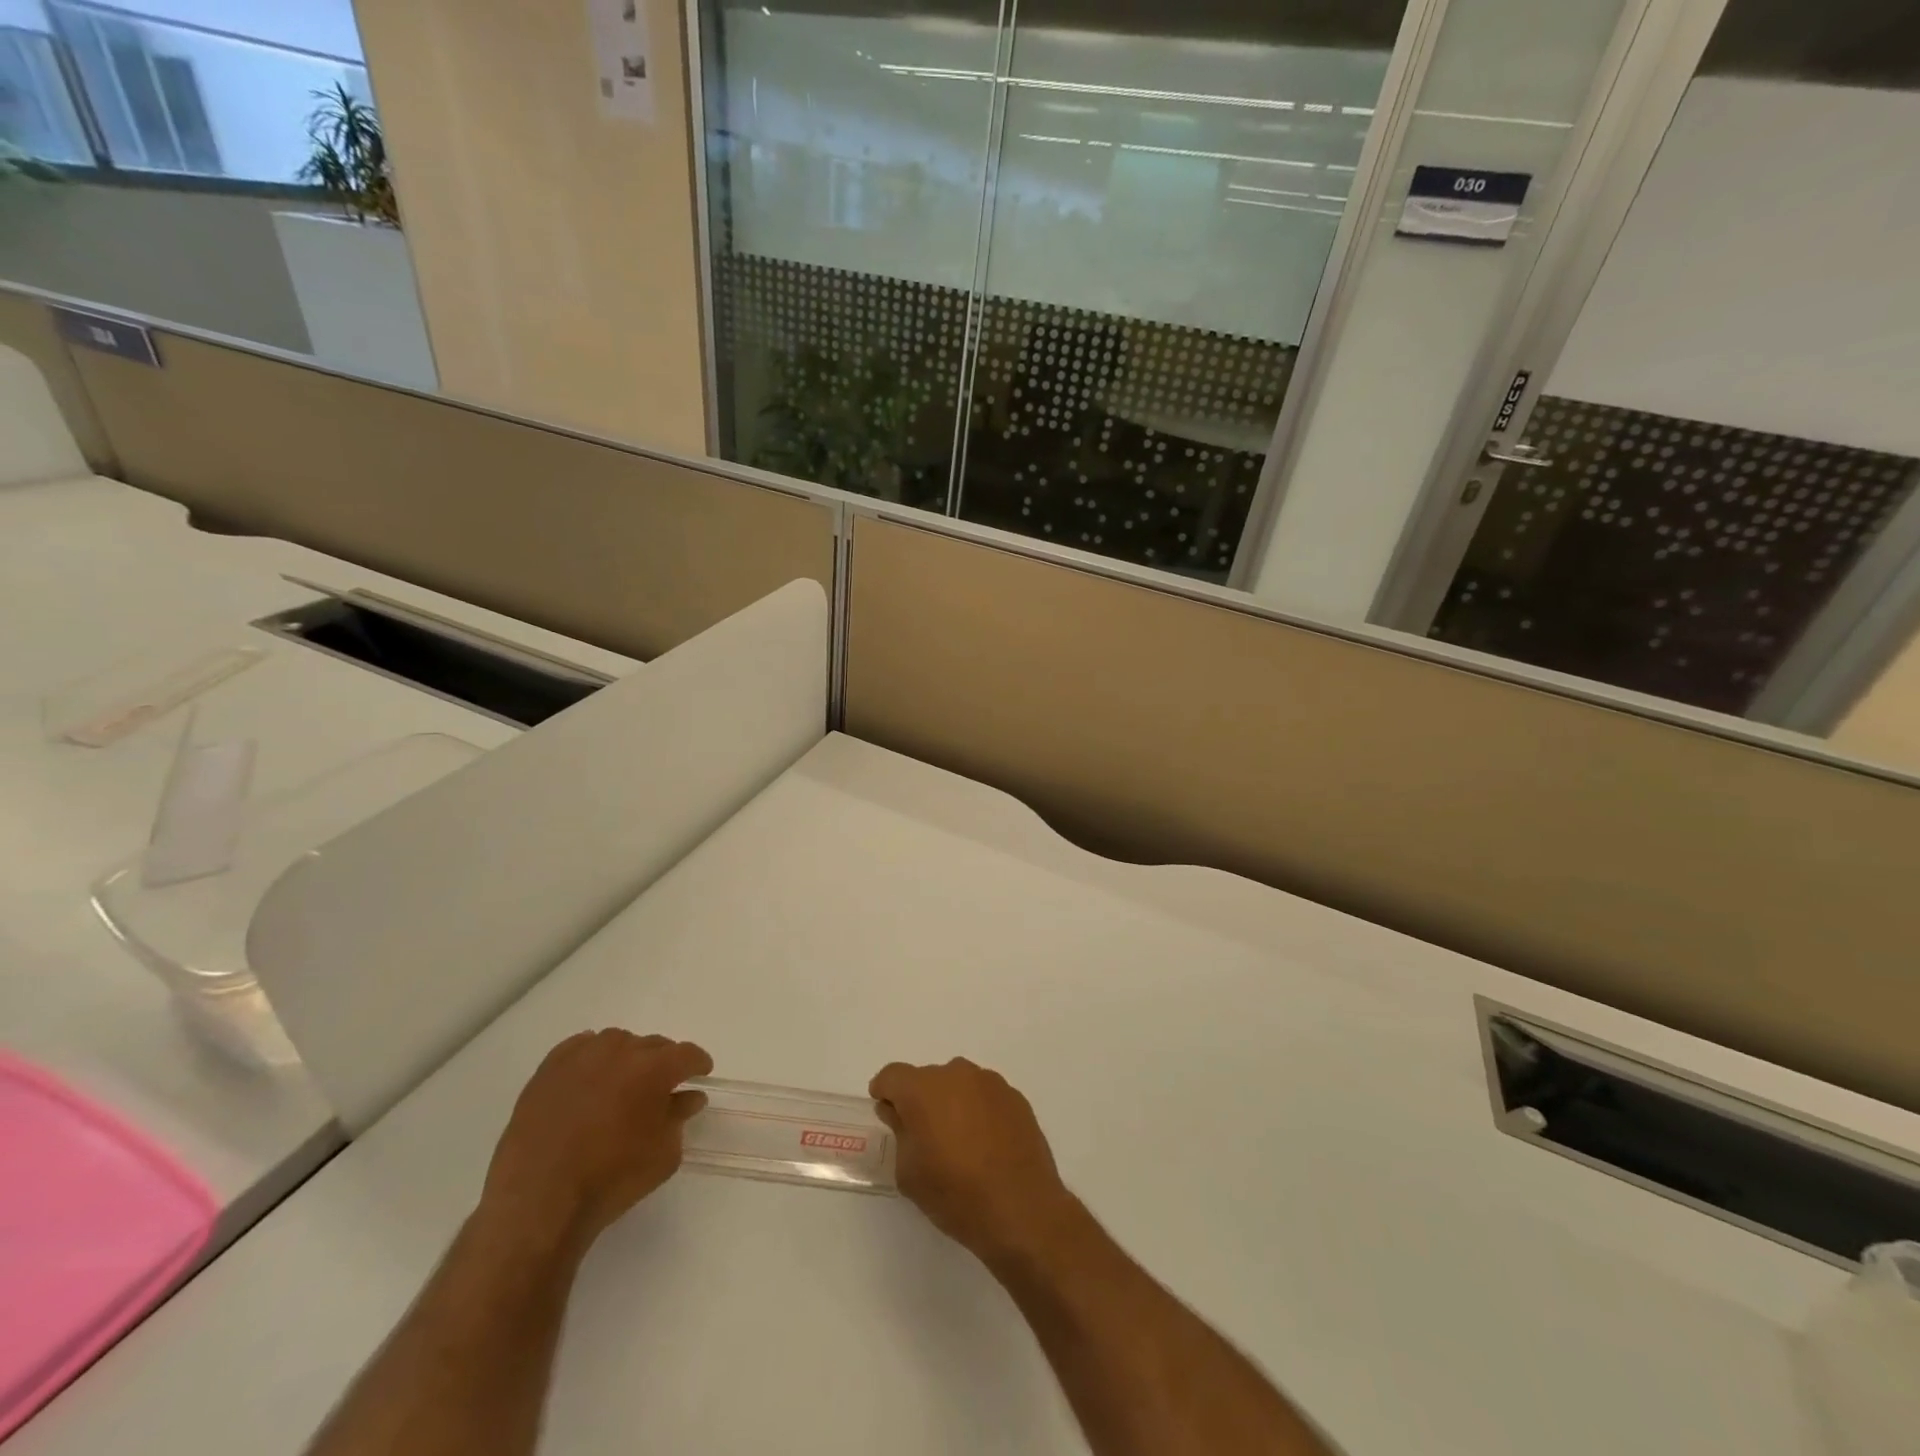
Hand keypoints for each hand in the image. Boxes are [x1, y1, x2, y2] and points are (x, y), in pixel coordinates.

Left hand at [480, 1030, 711, 1256]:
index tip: (700, 1074)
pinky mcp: (548, 1069)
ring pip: (616, 1043)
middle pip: (652, 1045)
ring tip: (621, 1085)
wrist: (538, 1203)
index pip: (687, 1054)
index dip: (697, 1063)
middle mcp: (621, 1051)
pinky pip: (580, 1048)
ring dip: (626, 1058)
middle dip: (662, 1062)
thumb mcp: (663, 1155)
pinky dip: (591, 1058)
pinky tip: (589, 1080)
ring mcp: (581, 1056)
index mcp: (654, 1069)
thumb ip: (679, 1119)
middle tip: (659, 1088)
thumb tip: (688, 1097)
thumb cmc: (611, 1181)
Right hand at [870, 1057, 1079, 1268]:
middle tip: (924, 1136)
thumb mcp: (909, 1172)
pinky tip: (986, 1145)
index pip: (892, 1075)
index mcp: (923, 1089)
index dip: (885, 1092)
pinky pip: (985, 1096)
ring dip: (952, 1103)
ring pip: (959, 1084)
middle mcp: (956, 1074)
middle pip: (927, 1079)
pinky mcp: (1015, 1097)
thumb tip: (898, 1112)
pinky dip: (978, 1111)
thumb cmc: (955, 1194)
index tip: (887, 1112)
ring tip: (959, 1142)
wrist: (1021, 1209)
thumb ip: (900, 1132)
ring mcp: (990, 1083)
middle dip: (920, 1100)